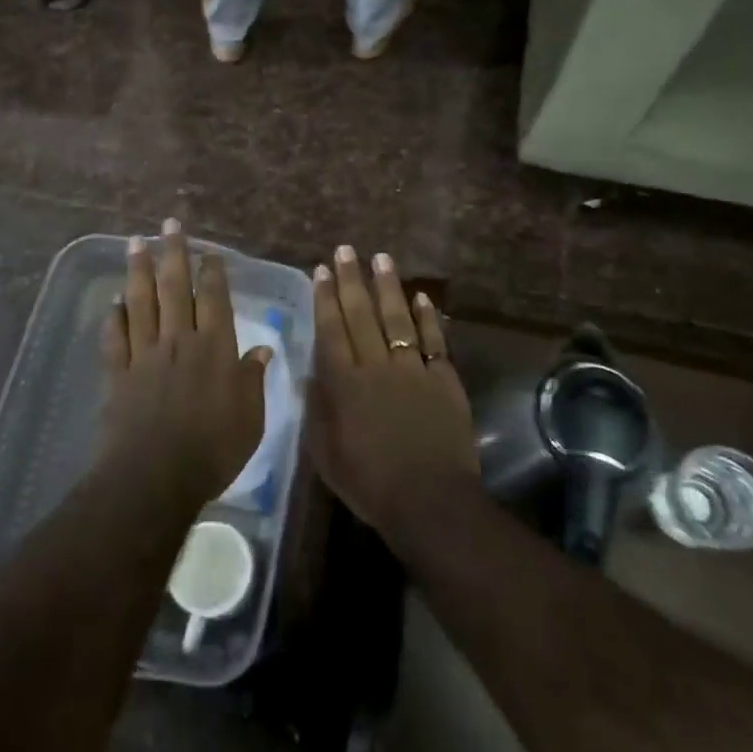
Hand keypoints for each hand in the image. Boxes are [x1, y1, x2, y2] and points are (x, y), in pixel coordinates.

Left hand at [99, 219, 269, 511]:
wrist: (153, 477)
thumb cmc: (212, 450)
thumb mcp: (249, 419)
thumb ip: (253, 380)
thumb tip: (262, 350)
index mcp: (215, 348)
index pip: (214, 299)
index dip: (212, 272)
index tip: (209, 251)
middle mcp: (179, 341)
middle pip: (175, 288)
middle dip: (173, 253)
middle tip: (169, 225)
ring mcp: (145, 355)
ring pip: (141, 302)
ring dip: (139, 271)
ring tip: (136, 243)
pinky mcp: (119, 374)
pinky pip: (116, 337)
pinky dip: (114, 316)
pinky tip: (114, 301)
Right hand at [307, 246, 476, 548]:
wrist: (429, 500)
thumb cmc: (370, 483)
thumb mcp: (326, 454)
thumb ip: (317, 410)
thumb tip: (309, 373)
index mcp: (344, 383)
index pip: (331, 330)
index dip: (325, 298)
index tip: (320, 270)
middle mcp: (376, 366)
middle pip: (362, 315)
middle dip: (351, 280)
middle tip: (346, 250)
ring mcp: (413, 370)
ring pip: (397, 318)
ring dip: (388, 287)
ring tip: (381, 258)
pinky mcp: (443, 379)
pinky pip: (434, 340)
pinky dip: (428, 316)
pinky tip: (421, 296)